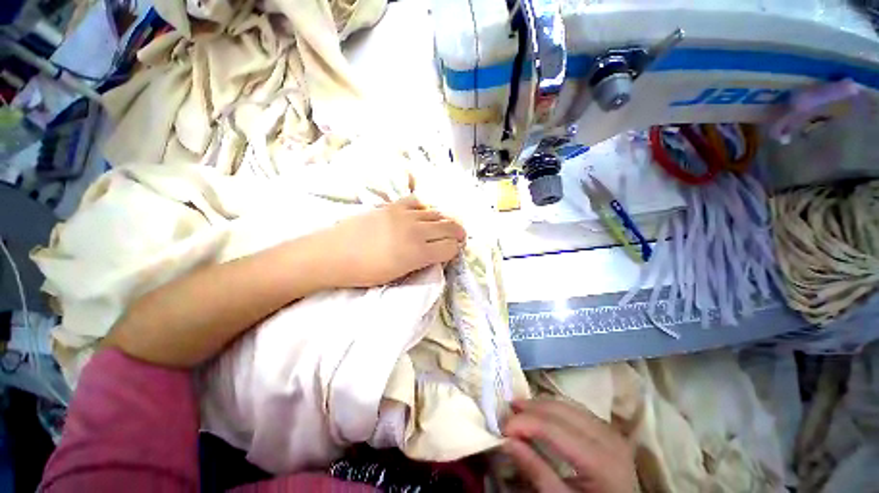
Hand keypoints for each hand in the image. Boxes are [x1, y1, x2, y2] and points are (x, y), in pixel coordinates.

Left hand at [318, 196, 465, 287]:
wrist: (332, 254)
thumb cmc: (364, 272)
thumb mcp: (398, 275)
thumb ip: (422, 263)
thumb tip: (436, 254)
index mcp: (417, 253)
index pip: (449, 247)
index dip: (455, 250)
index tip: (453, 252)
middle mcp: (415, 231)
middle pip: (448, 227)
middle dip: (458, 233)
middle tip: (459, 237)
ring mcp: (404, 215)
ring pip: (436, 213)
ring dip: (444, 221)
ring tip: (444, 226)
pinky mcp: (392, 205)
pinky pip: (417, 202)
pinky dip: (425, 209)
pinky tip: (422, 215)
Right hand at [502, 399, 636, 492]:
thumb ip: (536, 472)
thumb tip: (507, 442)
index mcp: (600, 461)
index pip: (553, 428)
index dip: (524, 423)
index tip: (502, 428)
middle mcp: (608, 438)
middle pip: (561, 410)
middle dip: (530, 408)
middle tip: (507, 413)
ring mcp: (610, 431)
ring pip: (568, 405)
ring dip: (540, 405)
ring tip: (519, 409)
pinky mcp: (607, 429)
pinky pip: (576, 409)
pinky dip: (554, 408)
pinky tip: (542, 413)